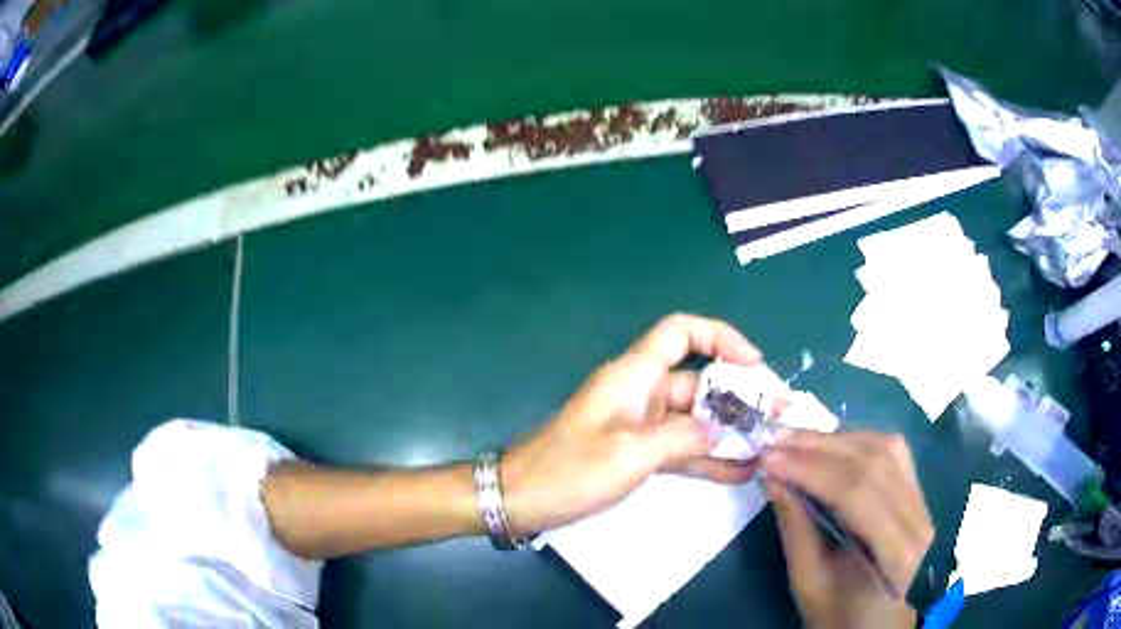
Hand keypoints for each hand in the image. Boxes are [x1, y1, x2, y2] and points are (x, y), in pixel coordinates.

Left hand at [501, 314, 760, 534]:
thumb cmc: (571, 470)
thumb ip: (683, 437)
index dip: (720, 337)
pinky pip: (681, 446)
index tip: (753, 363)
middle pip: (698, 380)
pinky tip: (740, 471)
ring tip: (767, 446)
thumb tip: (720, 430)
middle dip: (737, 396)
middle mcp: (641, 391)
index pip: (681, 332)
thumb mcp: (632, 454)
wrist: (523, 499)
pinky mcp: (637, 450)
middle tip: (774, 417)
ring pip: (694, 417)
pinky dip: (707, 456)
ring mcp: (641, 423)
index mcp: (635, 375)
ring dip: (728, 430)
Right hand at [761, 431, 933, 627]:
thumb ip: (794, 525)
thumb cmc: (835, 608)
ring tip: (795, 438)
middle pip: (873, 463)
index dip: (811, 469)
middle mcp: (918, 518)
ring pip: (884, 447)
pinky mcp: (916, 489)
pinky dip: (855, 440)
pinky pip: (890, 450)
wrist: (870, 618)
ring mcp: (922, 500)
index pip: (856, 493)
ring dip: (836, 438)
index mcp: (895, 552)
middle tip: (774, 441)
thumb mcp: (806, 578)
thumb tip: (770, 475)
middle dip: (819, 448)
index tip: (768, 459)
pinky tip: (827, 443)